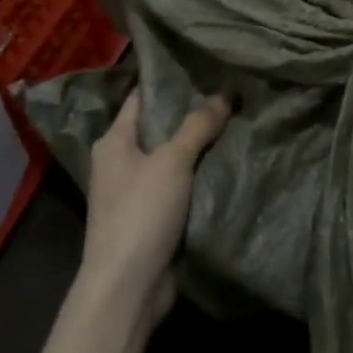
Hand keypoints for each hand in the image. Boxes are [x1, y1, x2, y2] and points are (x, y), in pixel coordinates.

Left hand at [79, 89, 230, 321]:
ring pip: (174, 157)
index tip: (203, 65)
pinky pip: (181, 186)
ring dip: (200, 146)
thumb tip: (224, 93)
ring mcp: (136, 191)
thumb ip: (198, 125)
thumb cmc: (141, 213)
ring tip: (238, 121)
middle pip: (160, 127)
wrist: (128, 287)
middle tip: (231, 92)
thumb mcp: (172, 161)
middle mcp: (121, 162)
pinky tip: (229, 161)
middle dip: (193, 113)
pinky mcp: (153, 217)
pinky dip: (200, 175)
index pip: (141, 98)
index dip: (169, 81)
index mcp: (114, 142)